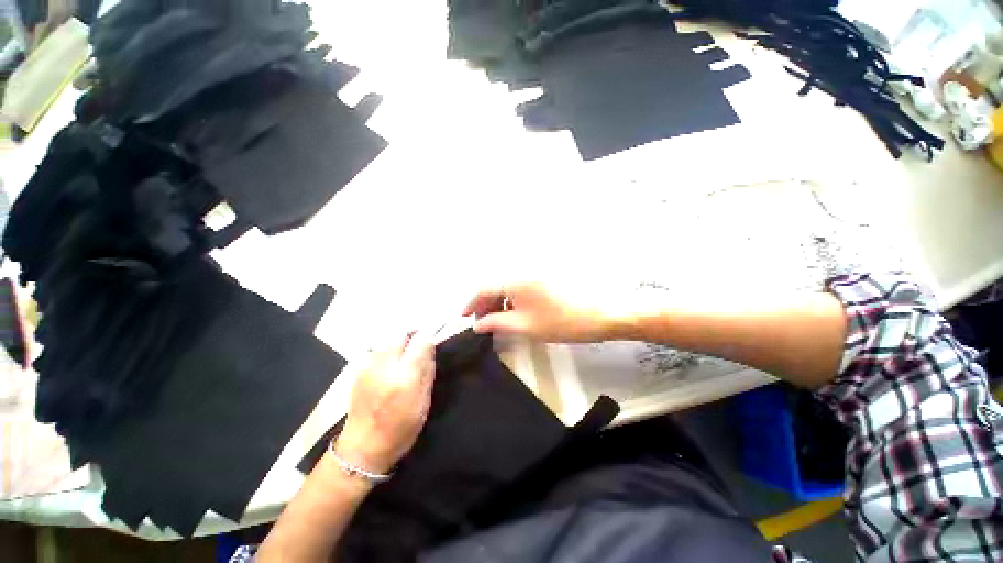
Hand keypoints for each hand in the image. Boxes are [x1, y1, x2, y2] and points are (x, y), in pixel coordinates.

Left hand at [335, 332, 435, 474]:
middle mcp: (385, 365)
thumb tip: (430, 347)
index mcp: (405, 376)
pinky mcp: (359, 370)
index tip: (434, 336)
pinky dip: (388, 349)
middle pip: (400, 334)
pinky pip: (378, 350)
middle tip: (420, 340)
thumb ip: (427, 371)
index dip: (429, 335)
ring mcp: (369, 366)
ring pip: (387, 339)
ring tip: (406, 351)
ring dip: (400, 340)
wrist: (362, 448)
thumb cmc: (400, 429)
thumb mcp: (423, 402)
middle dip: (413, 332)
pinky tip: (391, 363)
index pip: (420, 341)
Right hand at [462, 282, 633, 342]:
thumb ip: (496, 324)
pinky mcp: (543, 279)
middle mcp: (521, 271)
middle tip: (481, 324)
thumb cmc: (560, 321)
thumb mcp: (524, 326)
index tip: (463, 318)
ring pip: (507, 286)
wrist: (599, 314)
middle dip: (484, 304)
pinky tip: (513, 313)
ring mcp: (534, 274)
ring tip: (496, 321)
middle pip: (494, 285)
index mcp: (514, 280)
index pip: (484, 288)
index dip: (471, 303)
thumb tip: (478, 325)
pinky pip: (519, 287)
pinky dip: (511, 300)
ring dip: (498, 302)